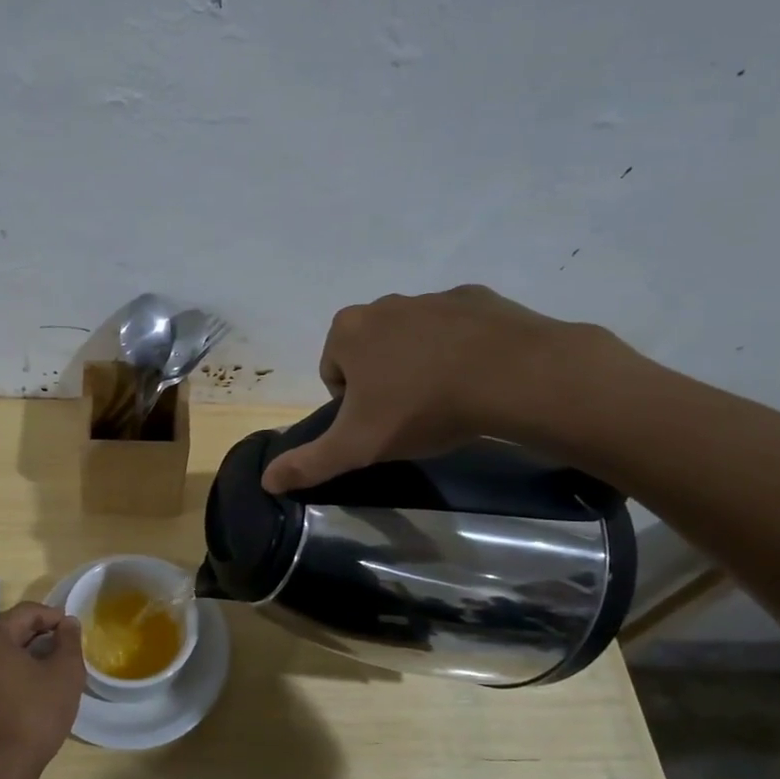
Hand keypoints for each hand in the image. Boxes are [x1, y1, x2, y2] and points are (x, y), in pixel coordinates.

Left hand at [0, 602, 85, 778]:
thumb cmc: (34, 714)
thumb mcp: (65, 673)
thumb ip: (69, 641)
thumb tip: (68, 623)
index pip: (27, 612)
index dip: (55, 617)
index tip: (76, 632)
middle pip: (14, 629)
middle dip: (44, 635)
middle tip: (70, 650)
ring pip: (7, 651)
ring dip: (33, 653)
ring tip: (58, 668)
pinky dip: (20, 670)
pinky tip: (40, 688)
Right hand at [262, 286, 628, 493]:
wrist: (513, 375)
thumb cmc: (422, 407)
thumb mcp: (358, 446)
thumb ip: (309, 463)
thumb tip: (266, 481)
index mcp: (348, 331)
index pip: (333, 372)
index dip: (352, 405)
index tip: (380, 424)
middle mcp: (383, 304)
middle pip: (371, 352)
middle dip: (384, 381)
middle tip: (412, 414)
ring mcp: (432, 297)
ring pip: (413, 338)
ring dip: (421, 364)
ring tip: (449, 398)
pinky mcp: (476, 298)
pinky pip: (456, 328)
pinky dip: (460, 349)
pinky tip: (479, 377)